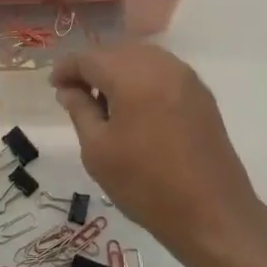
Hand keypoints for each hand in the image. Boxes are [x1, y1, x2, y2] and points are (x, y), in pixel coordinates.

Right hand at [52, 45, 264, 255]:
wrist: (212, 214)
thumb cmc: (145, 185)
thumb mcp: (98, 150)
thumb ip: (80, 110)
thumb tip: (70, 89)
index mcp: (132, 76)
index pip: (89, 57)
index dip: (66, 68)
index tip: (53, 86)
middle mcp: (161, 65)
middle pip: (116, 52)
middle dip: (92, 68)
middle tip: (74, 95)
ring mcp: (186, 78)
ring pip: (141, 59)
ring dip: (118, 72)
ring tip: (103, 103)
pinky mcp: (202, 95)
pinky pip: (162, 73)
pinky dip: (142, 80)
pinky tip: (134, 108)